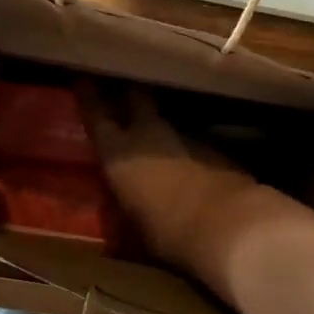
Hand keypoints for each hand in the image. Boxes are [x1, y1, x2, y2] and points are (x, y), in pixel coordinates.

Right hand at [81, 87, 270, 277]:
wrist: (229, 225)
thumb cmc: (168, 232)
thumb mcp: (133, 230)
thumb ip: (124, 212)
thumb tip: (121, 211)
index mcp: (120, 153)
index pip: (97, 116)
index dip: (89, 97)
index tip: (84, 81)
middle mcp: (150, 135)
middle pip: (137, 99)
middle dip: (130, 94)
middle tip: (124, 91)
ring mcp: (186, 136)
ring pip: (167, 120)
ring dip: (161, 126)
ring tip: (157, 135)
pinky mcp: (215, 147)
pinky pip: (192, 141)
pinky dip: (187, 148)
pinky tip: (189, 162)